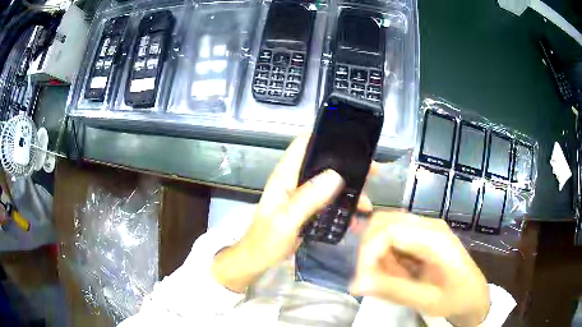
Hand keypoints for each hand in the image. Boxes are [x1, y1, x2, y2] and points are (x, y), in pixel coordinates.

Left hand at [212, 134, 376, 292]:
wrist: (258, 260)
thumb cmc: (266, 241)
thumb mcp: (286, 220)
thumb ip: (308, 199)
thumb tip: (335, 176)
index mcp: (285, 176)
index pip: (303, 145)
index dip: (325, 138)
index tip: (351, 143)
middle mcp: (294, 181)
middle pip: (322, 163)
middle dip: (347, 167)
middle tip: (372, 173)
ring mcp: (301, 196)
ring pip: (329, 183)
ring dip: (349, 190)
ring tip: (366, 204)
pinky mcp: (307, 209)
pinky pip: (329, 201)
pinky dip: (342, 206)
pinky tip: (354, 217)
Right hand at [351, 211, 489, 326]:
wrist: (474, 294)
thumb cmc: (456, 297)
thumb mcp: (426, 300)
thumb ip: (392, 290)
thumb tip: (355, 284)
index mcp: (435, 238)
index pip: (389, 230)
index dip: (368, 252)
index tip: (361, 280)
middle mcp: (428, 224)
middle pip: (384, 222)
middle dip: (369, 251)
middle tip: (370, 279)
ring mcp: (425, 227)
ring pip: (385, 229)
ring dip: (378, 255)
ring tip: (389, 280)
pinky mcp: (421, 235)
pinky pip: (392, 239)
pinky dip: (385, 257)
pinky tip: (397, 273)